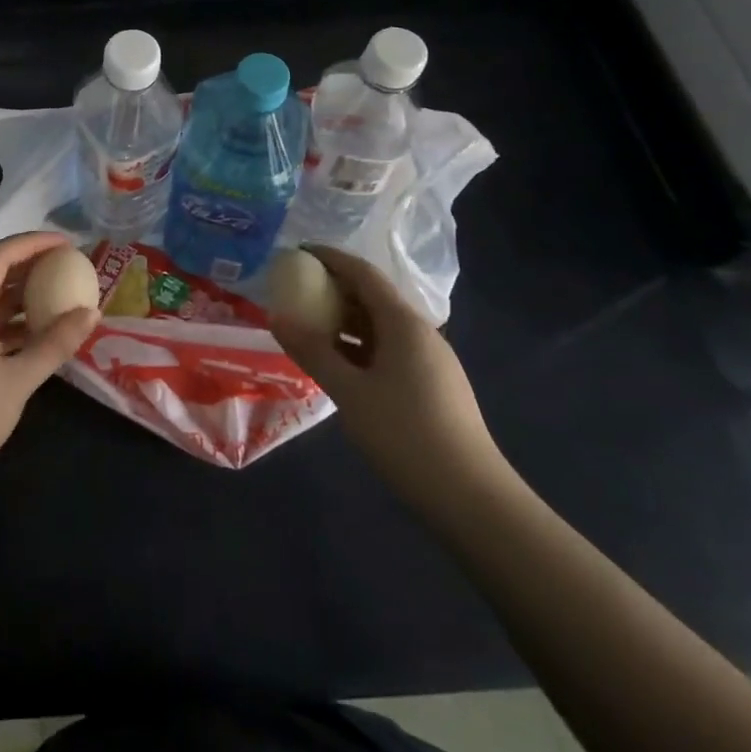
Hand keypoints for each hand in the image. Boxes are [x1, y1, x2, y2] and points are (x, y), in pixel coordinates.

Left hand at [0, 231, 100, 495]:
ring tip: (55, 297)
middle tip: (65, 267)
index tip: (67, 244)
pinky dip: (3, 321)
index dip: (34, 243)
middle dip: (28, 266)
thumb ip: (56, 343)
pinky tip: (30, 334)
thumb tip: (91, 313)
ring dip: (17, 296)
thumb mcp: (18, 380)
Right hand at [269, 244, 510, 517]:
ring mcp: (431, 361)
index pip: (363, 273)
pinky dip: (360, 347)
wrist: (472, 499)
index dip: (330, 259)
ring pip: (381, 326)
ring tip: (310, 329)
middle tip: (296, 293)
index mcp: (404, 323)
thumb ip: (313, 351)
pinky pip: (390, 350)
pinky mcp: (433, 386)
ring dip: (346, 322)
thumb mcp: (350, 392)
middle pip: (373, 297)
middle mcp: (421, 333)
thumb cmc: (406, 435)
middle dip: (335, 290)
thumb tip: (278, 317)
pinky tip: (340, 366)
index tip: (298, 253)